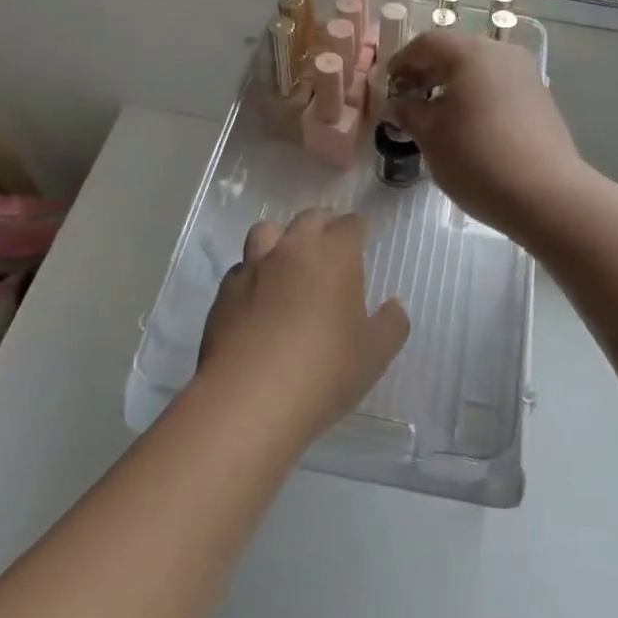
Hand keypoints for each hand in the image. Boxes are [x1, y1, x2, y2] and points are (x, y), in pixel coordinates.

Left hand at [195, 209, 408, 443]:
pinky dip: (255, 273)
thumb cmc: (323, 372)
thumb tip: (393, 305)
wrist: (248, 399)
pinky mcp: (224, 291)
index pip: (349, 224)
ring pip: (266, 231)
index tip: (362, 238)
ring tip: (289, 262)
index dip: (357, 229)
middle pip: (308, 219)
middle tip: (331, 247)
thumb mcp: (374, 355)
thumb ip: (391, 324)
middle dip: (323, 225)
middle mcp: (292, 249)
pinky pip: (243, 267)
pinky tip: (259, 298)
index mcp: (333, 256)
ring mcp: (253, 267)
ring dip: (281, 239)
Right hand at [384, 30, 584, 241]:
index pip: (427, 44)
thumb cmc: (476, 159)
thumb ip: (408, 112)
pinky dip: (478, 96)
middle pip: (456, 52)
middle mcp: (502, 54)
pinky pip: (499, 86)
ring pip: (480, 69)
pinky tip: (468, 125)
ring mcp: (526, 74)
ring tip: (437, 115)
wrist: (545, 195)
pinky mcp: (541, 98)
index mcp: (470, 54)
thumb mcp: (430, 136)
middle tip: (409, 98)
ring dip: (454, 85)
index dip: (402, 61)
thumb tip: (397, 105)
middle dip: (428, 72)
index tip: (389, 84)